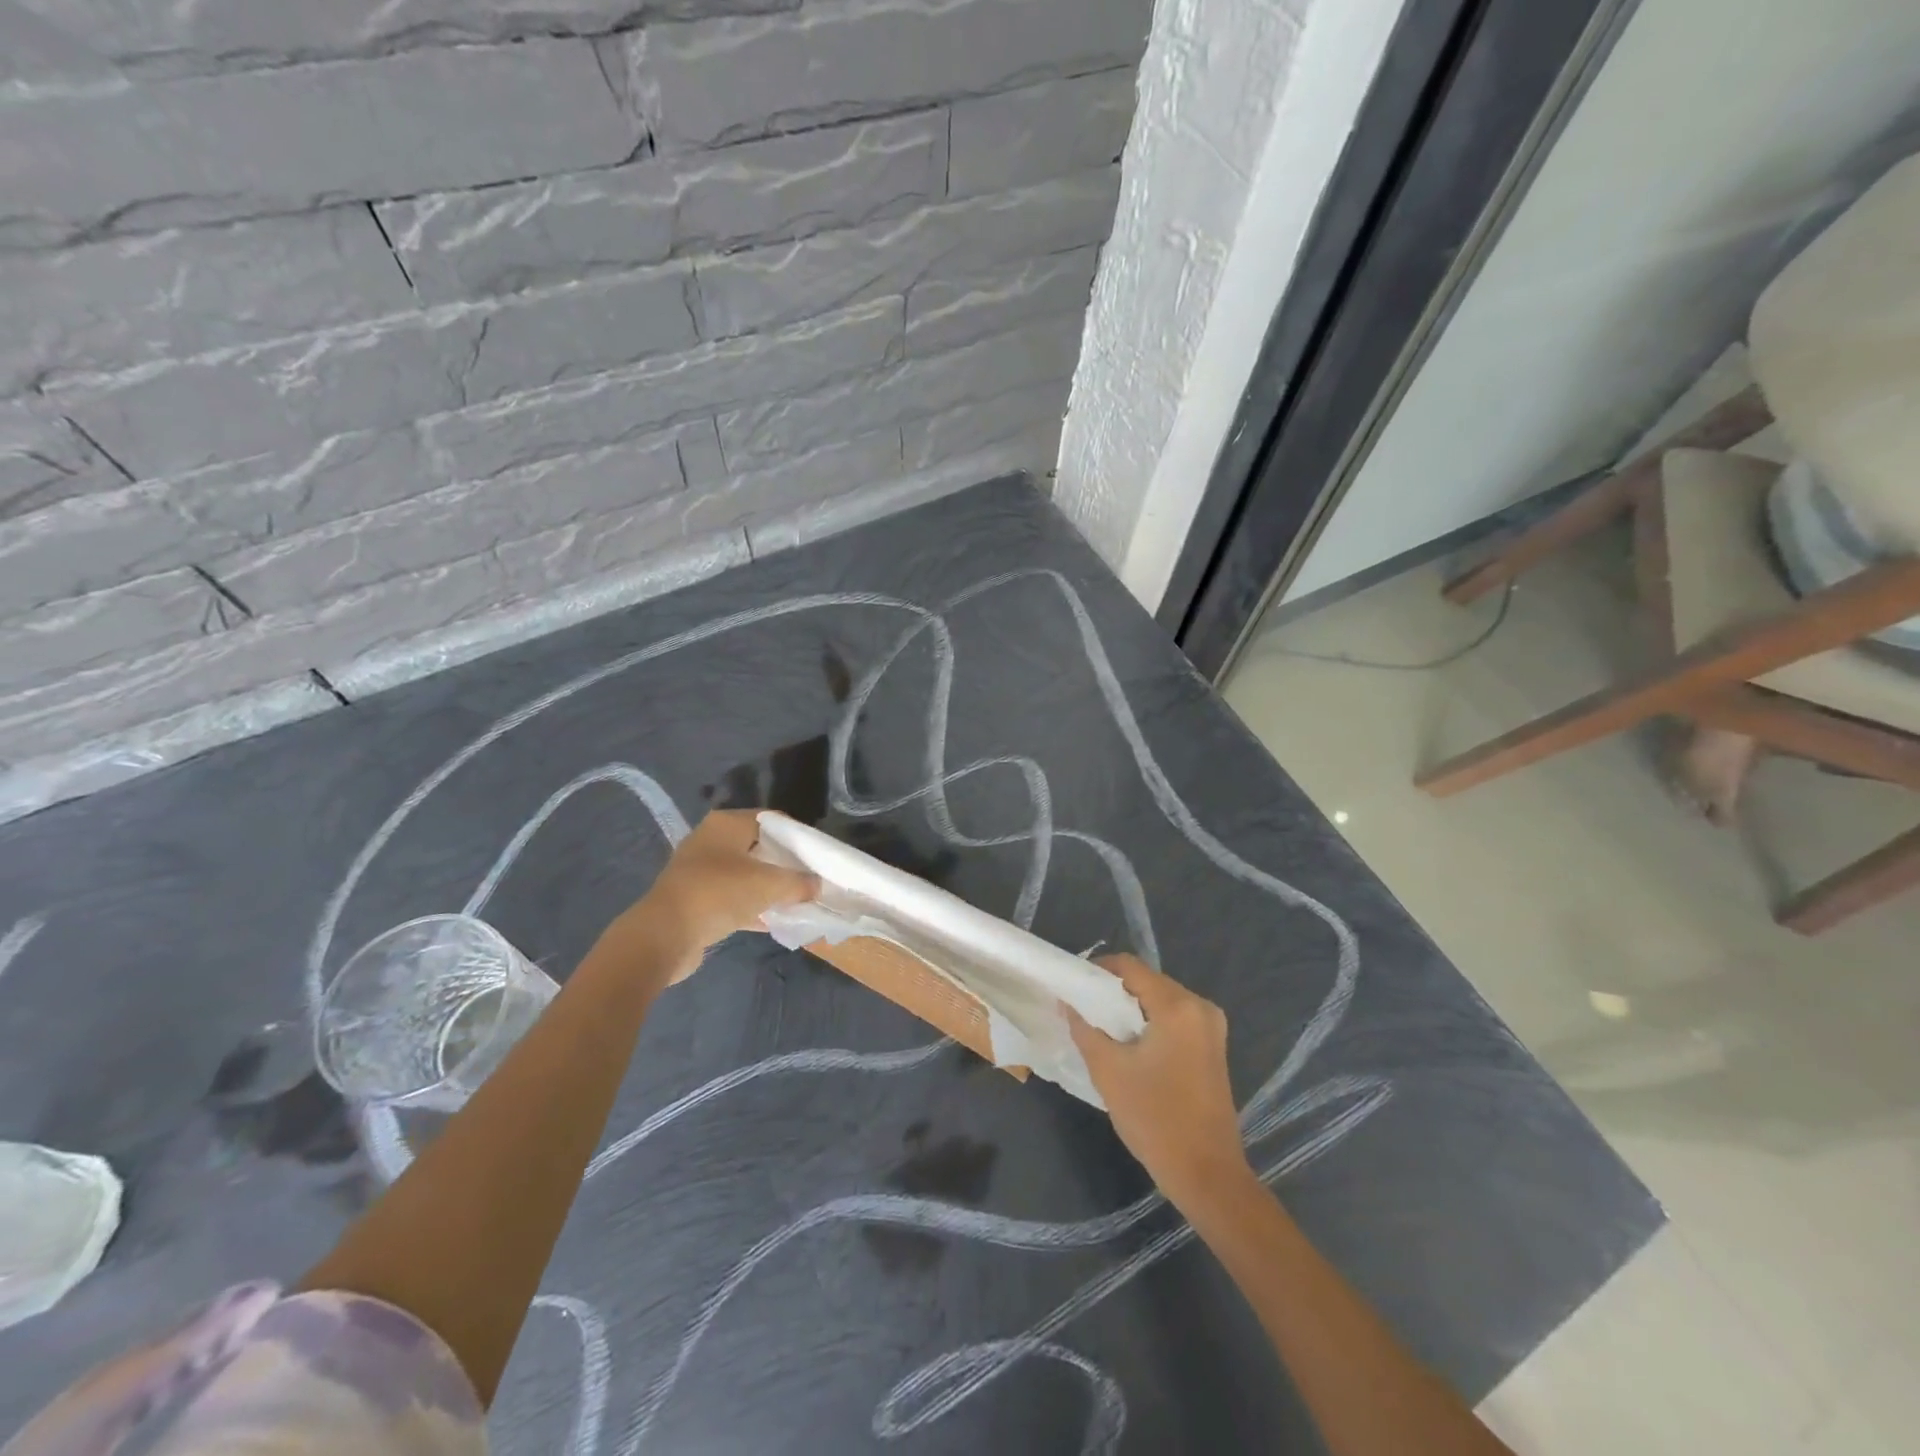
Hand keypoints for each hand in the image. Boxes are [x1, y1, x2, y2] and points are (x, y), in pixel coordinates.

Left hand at [625, 810, 817, 980]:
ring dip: (769, 888)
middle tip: (810, 878)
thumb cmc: (719, 893)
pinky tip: (775, 921)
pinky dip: (752, 907)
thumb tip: (817, 885)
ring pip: (745, 875)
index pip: (771, 820)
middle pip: (758, 847)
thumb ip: (798, 883)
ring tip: (797, 900)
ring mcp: (700, 871)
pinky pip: (732, 899)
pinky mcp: (694, 900)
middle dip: (784, 863)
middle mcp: (711, 841)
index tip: (817, 854)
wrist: (664, 936)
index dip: (797, 835)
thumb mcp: (769, 885)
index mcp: (726, 824)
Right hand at [1065, 955, 1252, 1207]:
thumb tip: (1067, 1003)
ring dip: (1131, 1009)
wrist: (1207, 1174)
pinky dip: (1149, 1024)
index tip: (1073, 985)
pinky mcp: (1213, 1047)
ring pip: (1160, 1001)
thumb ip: (1085, 1029)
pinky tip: (1129, 1045)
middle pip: (1147, 981)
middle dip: (1113, 991)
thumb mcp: (1109, 1071)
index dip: (1098, 970)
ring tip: (1100, 1027)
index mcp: (1177, 1006)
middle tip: (1082, 1009)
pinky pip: (1174, 1019)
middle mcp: (1200, 1007)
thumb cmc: (1155, 1118)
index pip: (1130, 967)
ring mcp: (1211, 1028)